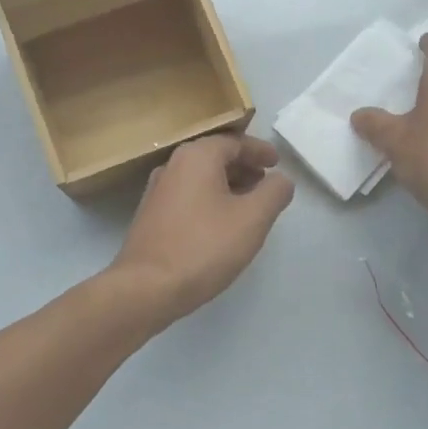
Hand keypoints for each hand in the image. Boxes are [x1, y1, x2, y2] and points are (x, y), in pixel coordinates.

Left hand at [109, 133, 294, 326]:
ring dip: (227, 184)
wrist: (146, 287)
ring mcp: (158, 190)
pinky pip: (188, 195)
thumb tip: (281, 179)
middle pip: (215, 156)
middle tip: (266, 183)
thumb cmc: (204, 247)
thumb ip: (274, 192)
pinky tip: (221, 224)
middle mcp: (173, 165)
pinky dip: (209, 199)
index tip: (278, 163)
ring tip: (249, 204)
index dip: (260, 151)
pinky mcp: (151, 214)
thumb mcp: (252, 219)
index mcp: (197, 156)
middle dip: (244, 167)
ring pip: (200, 177)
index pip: (234, 142)